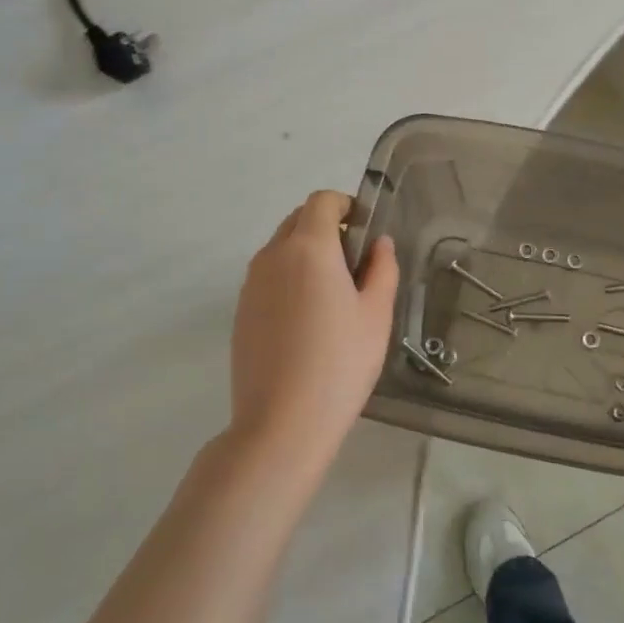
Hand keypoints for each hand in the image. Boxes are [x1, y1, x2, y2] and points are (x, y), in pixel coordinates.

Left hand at [229, 191, 398, 469]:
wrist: (283, 421)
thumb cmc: (341, 362)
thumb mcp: (377, 314)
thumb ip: (382, 269)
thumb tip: (379, 244)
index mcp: (309, 248)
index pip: (322, 201)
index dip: (346, 205)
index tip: (365, 232)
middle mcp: (273, 256)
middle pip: (298, 220)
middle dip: (327, 227)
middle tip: (355, 264)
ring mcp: (251, 284)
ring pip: (280, 248)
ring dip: (306, 253)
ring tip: (332, 295)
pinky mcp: (240, 311)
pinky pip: (268, 276)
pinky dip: (289, 278)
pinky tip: (307, 320)